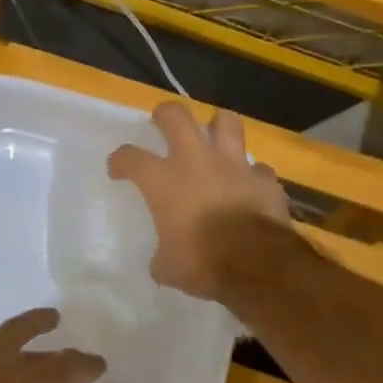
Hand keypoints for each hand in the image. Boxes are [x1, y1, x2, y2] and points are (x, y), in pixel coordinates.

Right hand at [108, 102, 290, 300]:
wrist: (258, 264)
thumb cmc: (202, 263)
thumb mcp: (167, 267)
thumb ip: (162, 255)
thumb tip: (163, 260)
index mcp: (164, 181)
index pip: (130, 157)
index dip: (120, 160)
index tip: (117, 168)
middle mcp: (197, 162)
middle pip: (176, 117)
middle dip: (166, 114)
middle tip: (162, 121)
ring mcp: (235, 166)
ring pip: (226, 123)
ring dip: (218, 126)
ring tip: (214, 135)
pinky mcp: (265, 179)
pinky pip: (258, 168)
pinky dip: (252, 175)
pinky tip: (249, 186)